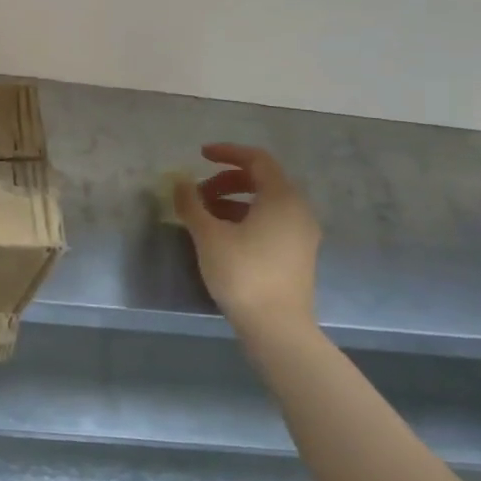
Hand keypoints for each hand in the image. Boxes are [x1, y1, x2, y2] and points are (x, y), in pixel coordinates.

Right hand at [173, 143, 321, 338]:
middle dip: (226, 180)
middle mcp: (298, 210)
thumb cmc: (242, 273)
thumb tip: (179, 182)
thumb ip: (192, 203)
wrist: (277, 327)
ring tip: (203, 215)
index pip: (257, 160)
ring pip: (265, 203)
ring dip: (233, 200)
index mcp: (282, 198)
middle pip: (262, 180)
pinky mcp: (297, 254)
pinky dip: (245, 217)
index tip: (200, 155)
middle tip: (197, 193)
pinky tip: (221, 235)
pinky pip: (270, 221)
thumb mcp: (208, 235)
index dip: (227, 153)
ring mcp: (301, 234)